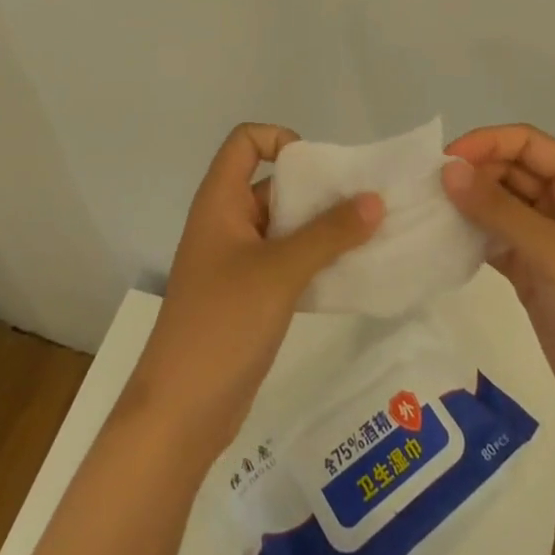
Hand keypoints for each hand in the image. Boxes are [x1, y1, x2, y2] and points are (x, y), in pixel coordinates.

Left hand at [129, 124, 382, 455]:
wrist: (180, 414)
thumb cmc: (223, 325)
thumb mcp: (280, 272)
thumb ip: (329, 234)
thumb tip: (374, 199)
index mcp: (220, 202)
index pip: (245, 142)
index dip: (279, 140)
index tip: (318, 169)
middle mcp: (226, 223)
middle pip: (273, 184)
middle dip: (317, 189)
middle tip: (364, 204)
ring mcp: (236, 262)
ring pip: (284, 226)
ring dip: (322, 228)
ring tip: (368, 236)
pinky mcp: (249, 296)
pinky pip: (287, 261)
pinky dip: (315, 259)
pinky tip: (349, 273)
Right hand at [442, 124, 554, 453]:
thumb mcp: (554, 252)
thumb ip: (498, 208)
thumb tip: (448, 169)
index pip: (527, 143)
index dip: (485, 143)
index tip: (443, 162)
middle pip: (512, 171)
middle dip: (473, 174)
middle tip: (427, 190)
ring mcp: (551, 242)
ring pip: (502, 207)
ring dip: (470, 206)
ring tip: (427, 212)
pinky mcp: (536, 275)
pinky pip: (498, 242)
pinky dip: (473, 238)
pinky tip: (444, 242)